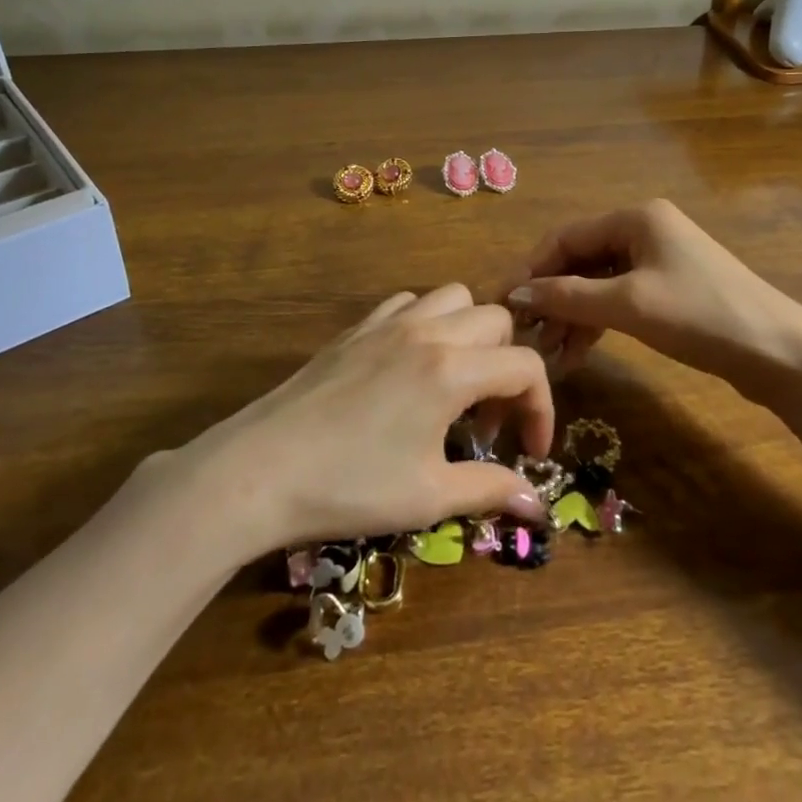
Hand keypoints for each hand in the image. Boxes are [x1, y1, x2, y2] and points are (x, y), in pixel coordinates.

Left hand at [187, 284, 552, 553]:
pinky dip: (426, 321)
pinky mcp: (356, 328)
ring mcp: (387, 323)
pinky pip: (408, 302)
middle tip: (487, 420)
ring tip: (455, 382)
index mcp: (451, 370)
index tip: (529, 451)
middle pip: (496, 320)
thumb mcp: (428, 496)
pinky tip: (410, 365)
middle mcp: (427, 331)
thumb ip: (491, 490)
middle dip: (508, 366)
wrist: (260, 469)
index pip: (525, 367)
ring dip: (471, 333)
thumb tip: (538, 504)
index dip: (541, 408)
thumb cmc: (350, 487)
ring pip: (453, 297)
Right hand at [504, 199, 801, 390]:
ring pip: (597, 282)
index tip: (501, 300)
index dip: (530, 268)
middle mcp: (644, 230)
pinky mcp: (669, 290)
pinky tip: (575, 353)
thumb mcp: (629, 305)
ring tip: (545, 350)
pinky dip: (596, 322)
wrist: (781, 353)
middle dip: (550, 295)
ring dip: (571, 314)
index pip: (565, 237)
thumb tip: (517, 293)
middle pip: (580, 259)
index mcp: (635, 218)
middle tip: (521, 331)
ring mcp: (658, 260)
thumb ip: (569, 296)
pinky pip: (618, 298)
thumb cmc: (701, 316)